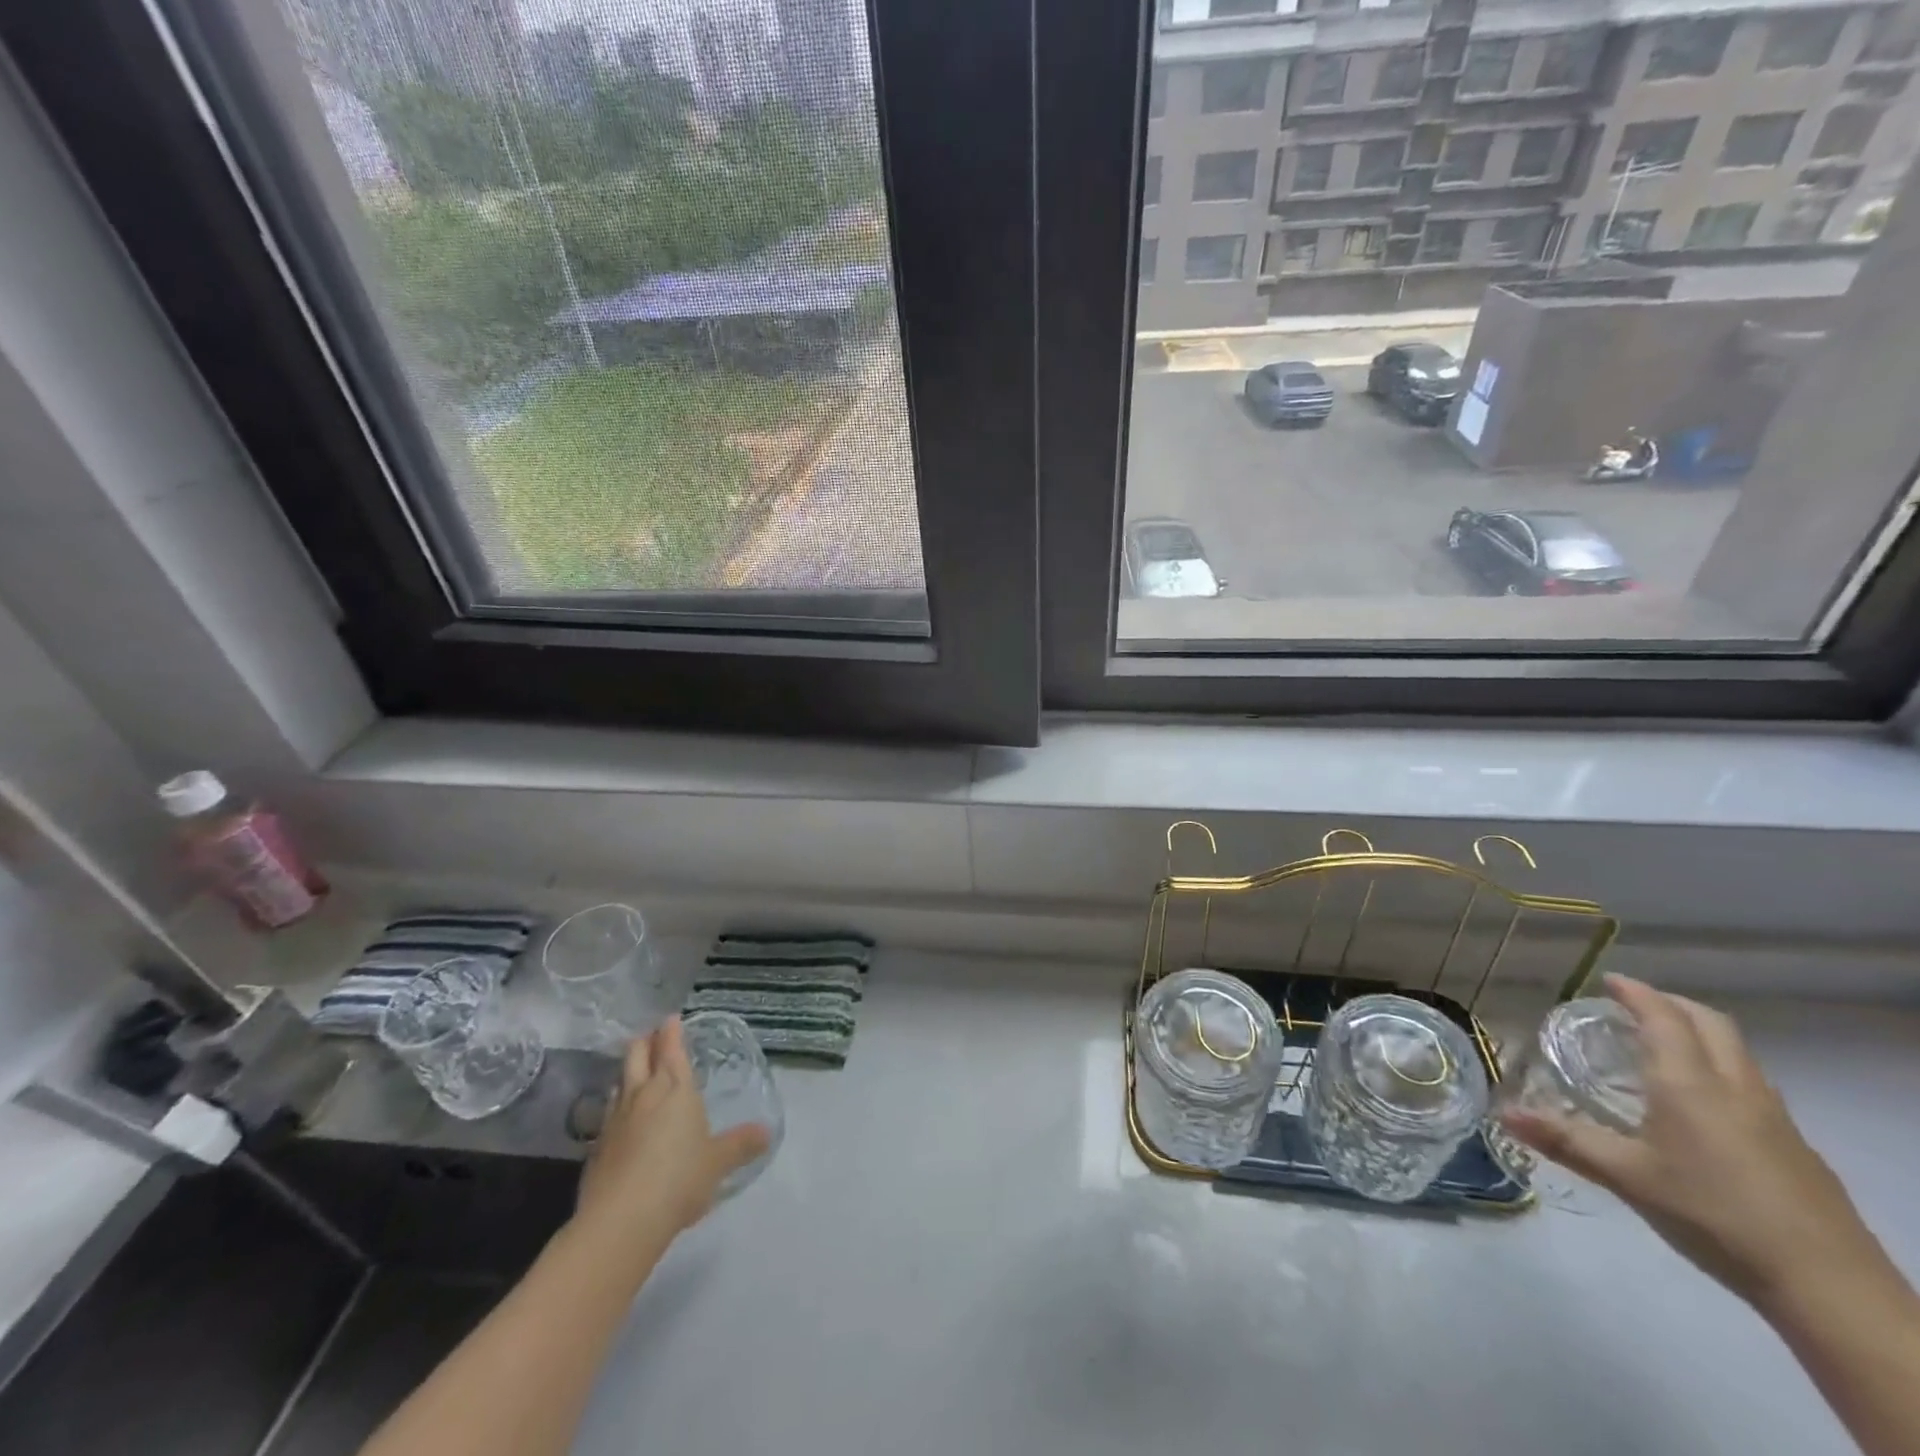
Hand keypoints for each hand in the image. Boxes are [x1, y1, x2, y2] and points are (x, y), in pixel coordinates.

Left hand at [574, 1018, 770, 1246]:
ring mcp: (615, 1118)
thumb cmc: (679, 1179)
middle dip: (645, 1041)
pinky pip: (608, 1112)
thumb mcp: (719, 1162)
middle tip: (652, 1035)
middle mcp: (643, 1094)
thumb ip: (741, 1144)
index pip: (672, 1048)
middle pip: (638, 1054)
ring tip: (636, 1071)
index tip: (672, 1018)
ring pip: (619, 1080)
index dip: (671, 1030)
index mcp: (676, 1088)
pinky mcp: (597, 1146)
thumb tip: (767, 1132)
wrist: (621, 1221)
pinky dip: (617, 1104)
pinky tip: (622, 1117)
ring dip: (628, 1071)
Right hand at [1502, 975, 1876, 1310]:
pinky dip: (1720, 1069)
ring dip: (1700, 1035)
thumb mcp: (1627, 1178)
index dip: (1637, 993)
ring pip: (1737, 1053)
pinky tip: (1703, 1105)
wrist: (1828, 1285)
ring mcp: (1774, 1117)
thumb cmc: (1713, 1215)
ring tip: (1664, 1047)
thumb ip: (1565, 1141)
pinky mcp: (1796, 1147)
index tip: (1610, 981)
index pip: (1663, 1018)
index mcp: (1688, 1083)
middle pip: (1711, 1024)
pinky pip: (1752, 1085)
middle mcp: (1734, 1087)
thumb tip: (1503, 1114)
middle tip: (1635, 1005)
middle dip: (1672, 1005)